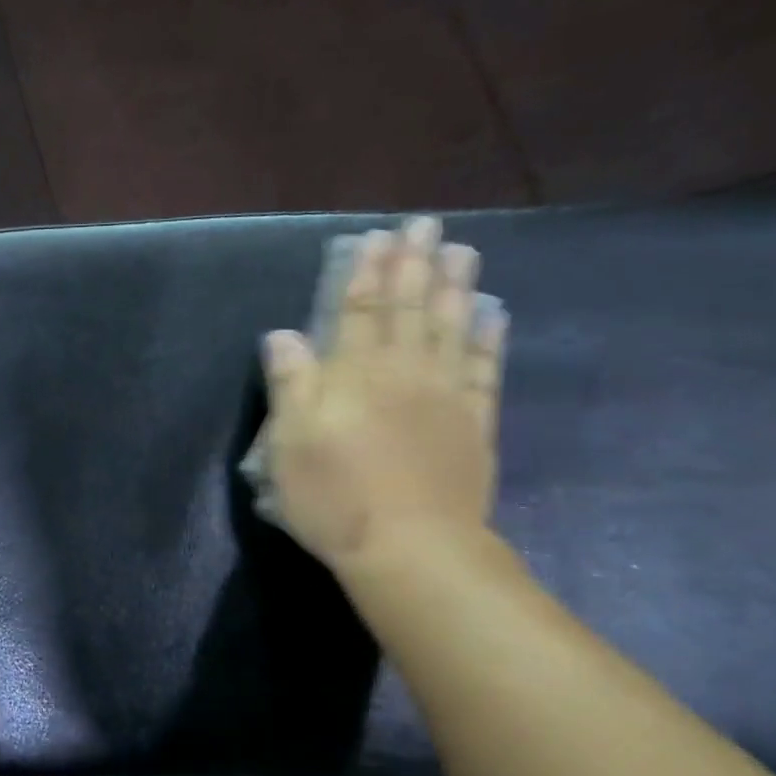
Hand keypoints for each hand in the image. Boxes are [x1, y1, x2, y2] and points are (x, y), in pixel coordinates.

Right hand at [262, 215, 507, 571]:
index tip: (375, 238)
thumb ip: (290, 383)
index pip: (359, 311)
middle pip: (409, 309)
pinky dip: (487, 340)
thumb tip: (284, 334)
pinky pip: (483, 371)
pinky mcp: (473, 424)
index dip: (365, 273)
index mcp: (355, 375)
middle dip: (414, 265)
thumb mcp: (289, 443)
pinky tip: (491, 317)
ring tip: (462, 252)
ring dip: (454, 288)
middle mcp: (403, 373)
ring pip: (450, 329)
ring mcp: (445, 397)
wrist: (410, 548)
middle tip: (425, 226)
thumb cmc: (334, 497)